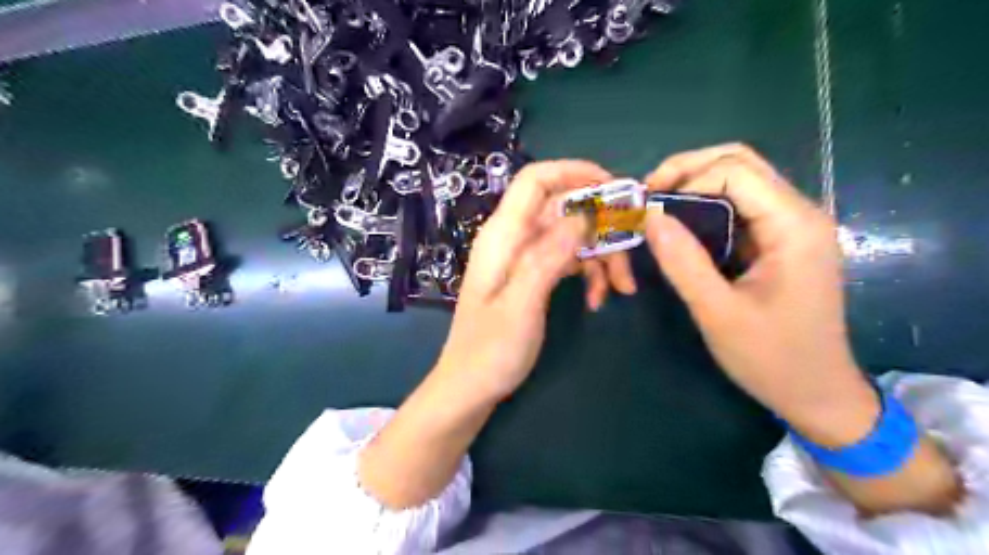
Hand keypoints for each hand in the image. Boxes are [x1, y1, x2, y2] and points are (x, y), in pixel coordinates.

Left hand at [436, 159, 606, 400]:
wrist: (470, 387)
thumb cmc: (490, 350)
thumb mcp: (523, 302)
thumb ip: (549, 254)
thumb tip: (584, 213)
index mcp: (503, 235)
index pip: (537, 179)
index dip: (575, 172)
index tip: (615, 188)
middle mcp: (513, 238)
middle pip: (563, 208)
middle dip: (600, 226)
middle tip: (630, 254)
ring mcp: (523, 257)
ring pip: (571, 235)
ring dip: (600, 255)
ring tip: (619, 289)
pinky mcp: (532, 275)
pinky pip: (567, 259)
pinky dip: (587, 272)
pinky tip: (597, 299)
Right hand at [646, 144, 875, 446]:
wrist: (817, 393)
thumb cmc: (771, 358)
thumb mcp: (718, 313)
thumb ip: (683, 262)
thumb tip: (650, 216)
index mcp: (793, 226)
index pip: (734, 171)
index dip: (686, 180)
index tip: (648, 208)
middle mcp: (799, 214)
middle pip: (740, 162)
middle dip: (688, 170)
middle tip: (649, 196)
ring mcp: (792, 226)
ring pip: (740, 179)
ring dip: (695, 185)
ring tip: (658, 209)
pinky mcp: (781, 241)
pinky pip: (740, 206)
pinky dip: (705, 206)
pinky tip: (682, 226)